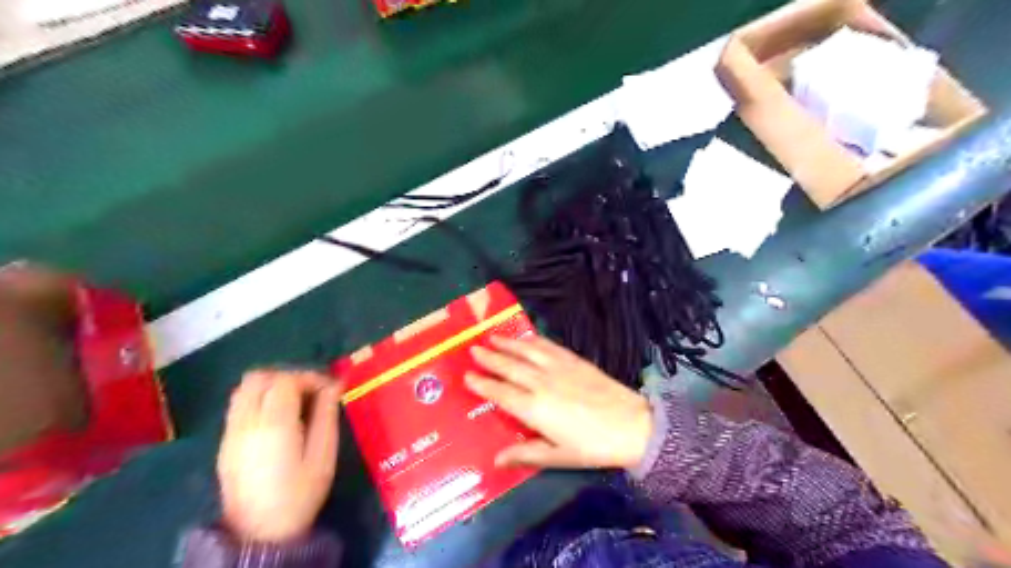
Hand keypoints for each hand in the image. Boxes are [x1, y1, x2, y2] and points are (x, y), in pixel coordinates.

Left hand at [216, 370, 344, 542]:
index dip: (310, 377)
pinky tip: (277, 417)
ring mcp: (231, 432)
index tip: (330, 389)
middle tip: (311, 391)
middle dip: (288, 376)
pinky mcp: (224, 443)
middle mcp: (246, 422)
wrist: (259, 533)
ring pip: (244, 388)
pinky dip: (259, 398)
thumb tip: (333, 385)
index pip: (286, 380)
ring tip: (295, 401)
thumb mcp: (323, 454)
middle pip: (259, 377)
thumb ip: (327, 414)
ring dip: (271, 385)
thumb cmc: (300, 493)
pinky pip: (239, 405)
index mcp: (273, 424)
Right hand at [467, 338, 656, 470]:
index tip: (466, 375)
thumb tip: (496, 459)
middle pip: (509, 367)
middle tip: (472, 349)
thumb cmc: (592, 446)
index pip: (501, 393)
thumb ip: (525, 454)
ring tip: (491, 337)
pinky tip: (525, 338)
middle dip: (489, 358)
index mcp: (534, 409)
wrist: (632, 424)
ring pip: (526, 352)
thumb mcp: (557, 456)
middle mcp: (541, 383)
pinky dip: (533, 340)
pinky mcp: (574, 360)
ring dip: (507, 344)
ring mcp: (558, 368)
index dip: (482, 384)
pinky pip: (548, 346)